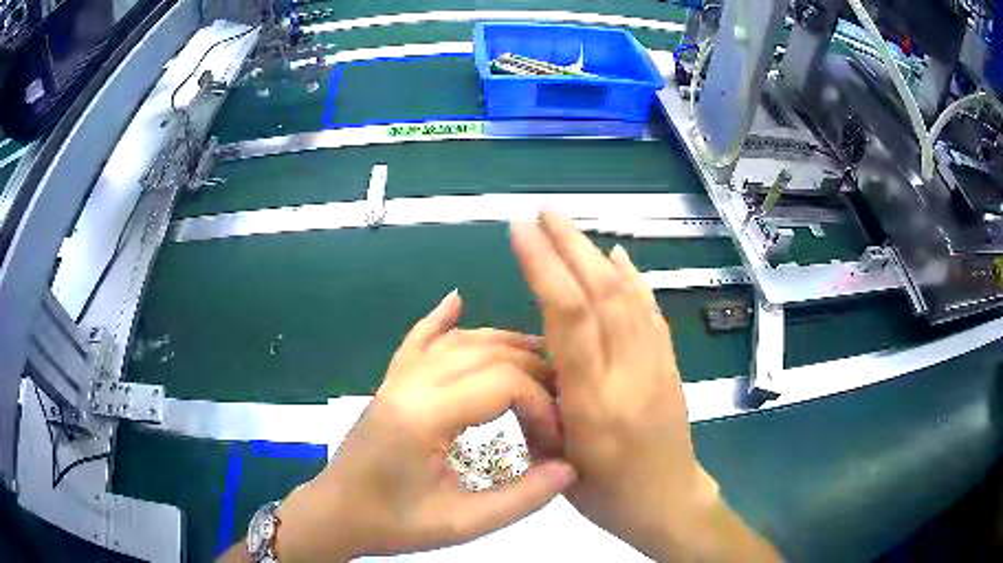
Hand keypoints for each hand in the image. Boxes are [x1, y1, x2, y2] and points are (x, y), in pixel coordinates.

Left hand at [273, 290, 576, 561]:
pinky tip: (456, 300)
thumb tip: (570, 467)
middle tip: (562, 399)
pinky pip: (417, 341)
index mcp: (423, 417)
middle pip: (486, 353)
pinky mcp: (390, 383)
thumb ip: (520, 499)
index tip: (556, 439)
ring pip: (457, 342)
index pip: (503, 382)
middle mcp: (410, 385)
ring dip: (503, 344)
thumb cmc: (392, 524)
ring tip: (541, 360)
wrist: (335, 515)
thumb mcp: (460, 524)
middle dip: (534, 370)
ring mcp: (396, 379)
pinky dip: (440, 320)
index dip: (542, 405)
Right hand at [510, 212, 778, 561]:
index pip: (569, 320)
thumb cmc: (606, 494)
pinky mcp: (670, 365)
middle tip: (542, 215)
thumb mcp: (556, 463)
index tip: (522, 233)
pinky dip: (633, 279)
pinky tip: (618, 257)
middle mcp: (628, 375)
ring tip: (569, 228)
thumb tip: (530, 362)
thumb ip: (538, 409)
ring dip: (596, 255)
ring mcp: (656, 366)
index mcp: (593, 404)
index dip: (545, 269)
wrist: (668, 502)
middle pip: (602, 295)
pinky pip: (650, 312)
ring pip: (627, 296)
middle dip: (570, 246)